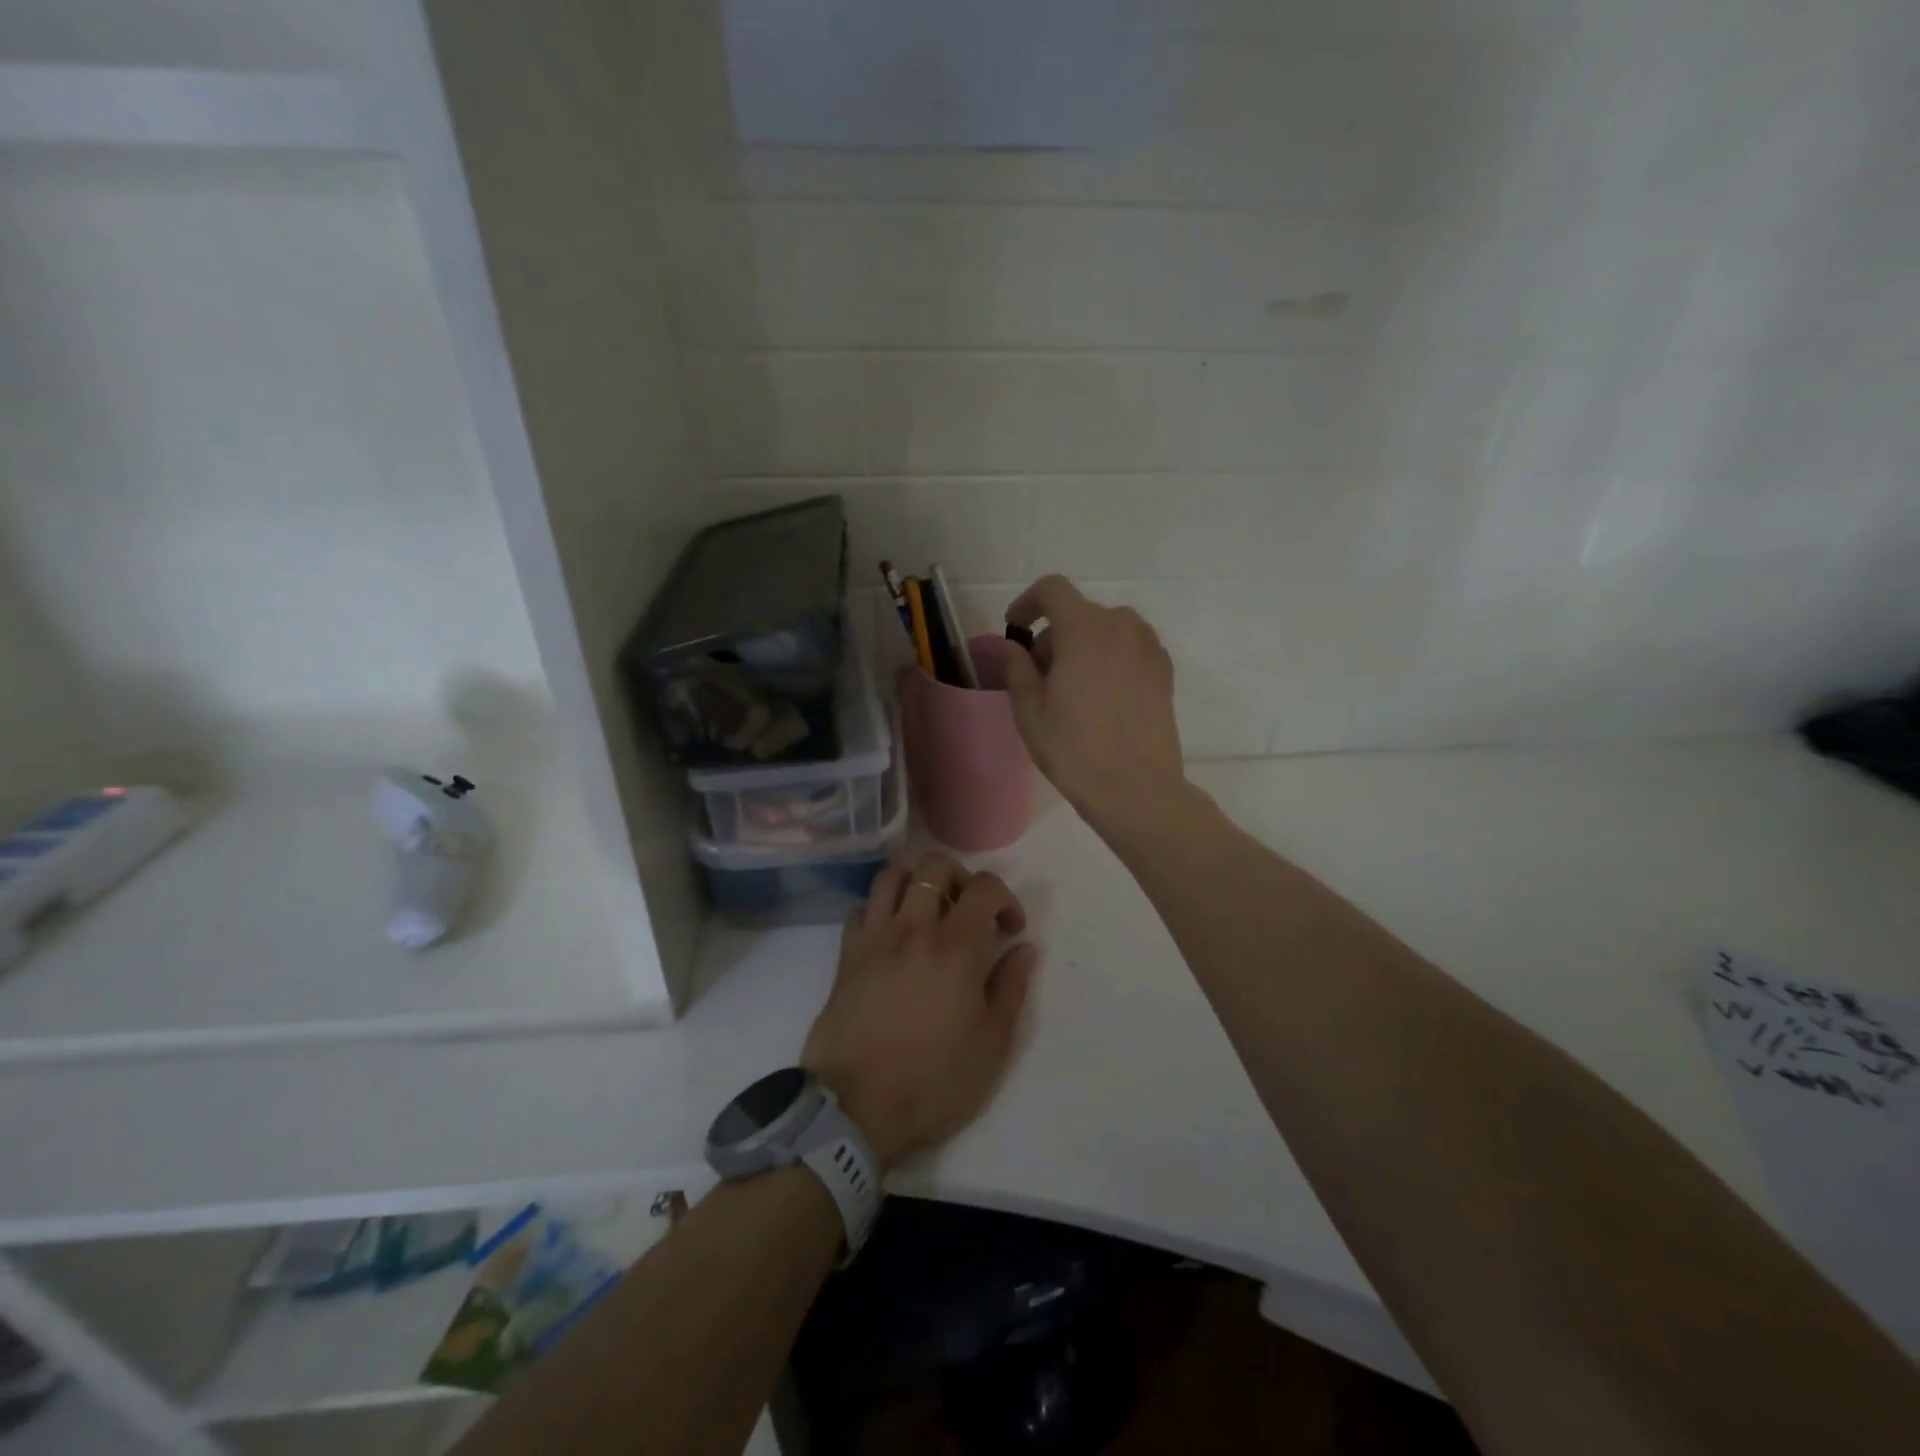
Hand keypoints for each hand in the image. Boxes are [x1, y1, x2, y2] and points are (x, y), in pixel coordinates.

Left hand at [801, 852, 1037, 1170]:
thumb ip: (1010, 987)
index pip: (985, 886)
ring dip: (917, 882)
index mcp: (956, 947)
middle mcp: (914, 928)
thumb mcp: (992, 1044)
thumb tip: (1022, 949)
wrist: (856, 1107)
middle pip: (935, 866)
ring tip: (929, 912)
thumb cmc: (934, 1080)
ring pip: (893, 876)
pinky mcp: (847, 954)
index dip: (1005, 899)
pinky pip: (863, 907)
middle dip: (961, 878)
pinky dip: (882, 907)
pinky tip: (893, 934)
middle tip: (969, 913)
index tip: (1009, 930)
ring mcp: (875, 937)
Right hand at [1002, 575, 1186, 829]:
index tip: (1015, 629)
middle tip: (1040, 676)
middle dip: (1054, 635)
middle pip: (1079, 612)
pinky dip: (1109, 657)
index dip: (1027, 603)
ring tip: (1072, 687)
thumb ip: (1017, 667)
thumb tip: (1015, 647)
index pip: (1052, 589)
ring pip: (1106, 629)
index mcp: (1085, 629)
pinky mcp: (1164, 670)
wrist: (1136, 789)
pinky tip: (1101, 696)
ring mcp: (1149, 647)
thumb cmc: (1075, 749)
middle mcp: (1122, 626)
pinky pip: (1129, 647)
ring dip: (1083, 644)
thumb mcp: (1030, 710)